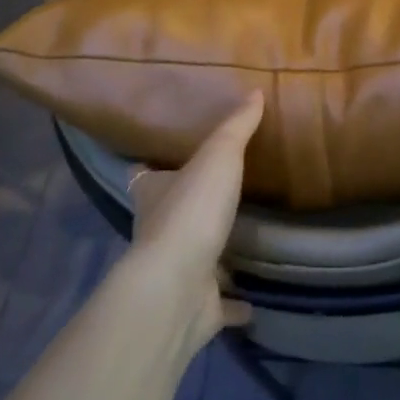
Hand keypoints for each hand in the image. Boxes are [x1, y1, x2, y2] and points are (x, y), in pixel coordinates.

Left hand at [124, 92, 262, 356]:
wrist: (177, 289)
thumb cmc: (191, 211)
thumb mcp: (218, 156)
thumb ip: (236, 126)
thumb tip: (255, 92)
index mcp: (153, 194)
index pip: (144, 175)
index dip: (153, 167)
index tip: (168, 158)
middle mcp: (156, 233)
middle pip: (167, 216)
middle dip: (187, 208)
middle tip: (218, 196)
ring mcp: (176, 273)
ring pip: (193, 260)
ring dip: (211, 255)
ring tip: (241, 243)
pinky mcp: (196, 307)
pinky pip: (218, 304)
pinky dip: (233, 304)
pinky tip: (253, 301)